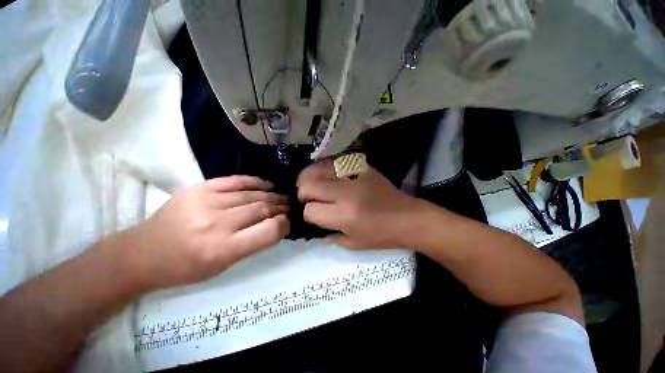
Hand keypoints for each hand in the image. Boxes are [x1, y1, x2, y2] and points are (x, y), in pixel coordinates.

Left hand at [125, 176, 289, 290]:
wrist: (144, 253)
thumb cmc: (185, 268)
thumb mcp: (223, 266)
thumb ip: (253, 244)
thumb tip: (276, 225)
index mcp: (223, 249)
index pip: (268, 231)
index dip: (284, 224)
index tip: (289, 222)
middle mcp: (216, 223)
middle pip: (262, 209)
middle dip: (280, 208)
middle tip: (289, 207)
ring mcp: (207, 201)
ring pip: (252, 195)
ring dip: (272, 196)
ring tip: (281, 198)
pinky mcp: (200, 188)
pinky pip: (236, 181)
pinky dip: (255, 182)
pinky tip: (267, 185)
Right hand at [297, 160, 423, 248]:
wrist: (406, 216)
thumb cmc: (381, 235)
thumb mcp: (352, 243)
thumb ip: (327, 234)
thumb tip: (312, 221)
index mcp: (344, 216)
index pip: (310, 210)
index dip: (307, 214)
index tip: (312, 215)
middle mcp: (346, 193)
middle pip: (308, 185)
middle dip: (303, 193)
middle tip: (307, 198)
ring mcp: (353, 175)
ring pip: (317, 169)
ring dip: (309, 177)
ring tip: (311, 184)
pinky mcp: (360, 166)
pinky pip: (333, 161)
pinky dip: (323, 168)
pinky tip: (325, 174)